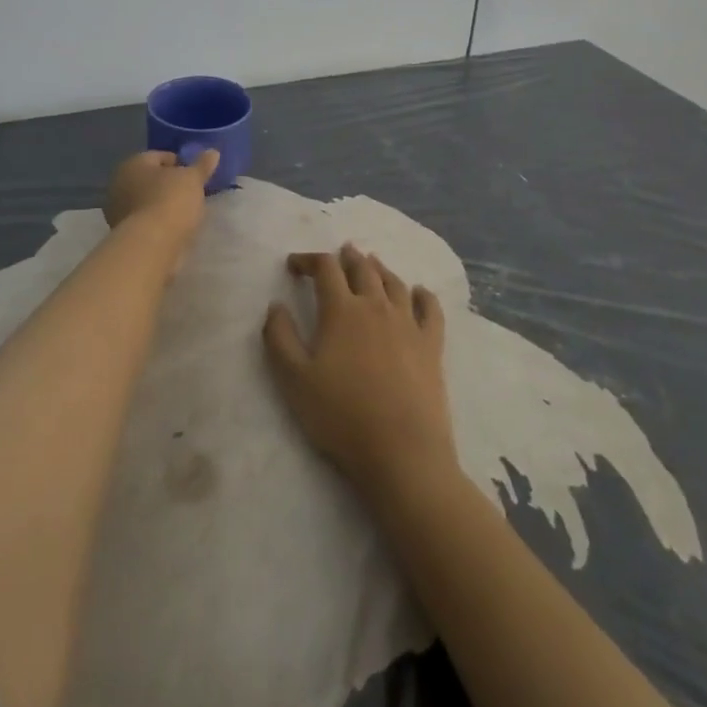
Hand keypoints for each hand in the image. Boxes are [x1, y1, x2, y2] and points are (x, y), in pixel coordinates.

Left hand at [103, 149, 219, 238]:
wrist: (151, 245)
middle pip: (150, 180)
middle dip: (169, 185)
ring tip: (186, 213)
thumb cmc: (170, 201)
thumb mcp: (193, 179)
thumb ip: (202, 165)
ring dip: (163, 205)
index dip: (180, 164)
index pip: (159, 156)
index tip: (196, 176)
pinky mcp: (123, 234)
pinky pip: (146, 221)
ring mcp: (118, 210)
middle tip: (191, 194)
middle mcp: (119, 183)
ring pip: (147, 201)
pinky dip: (158, 223)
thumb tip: (213, 152)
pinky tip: (174, 229)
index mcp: (133, 163)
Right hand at [262, 243, 455, 496]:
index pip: (324, 268)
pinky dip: (423, 295)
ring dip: (379, 268)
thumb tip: (275, 305)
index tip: (295, 265)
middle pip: (362, 268)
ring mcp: (408, 324)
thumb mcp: (293, 380)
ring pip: (394, 282)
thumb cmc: (341, 416)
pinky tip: (419, 292)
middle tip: (339, 253)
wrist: (402, 454)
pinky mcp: (432, 346)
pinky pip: (430, 309)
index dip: (308, 260)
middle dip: (347, 257)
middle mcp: (376, 306)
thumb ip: (279, 337)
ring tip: (371, 263)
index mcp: (341, 310)